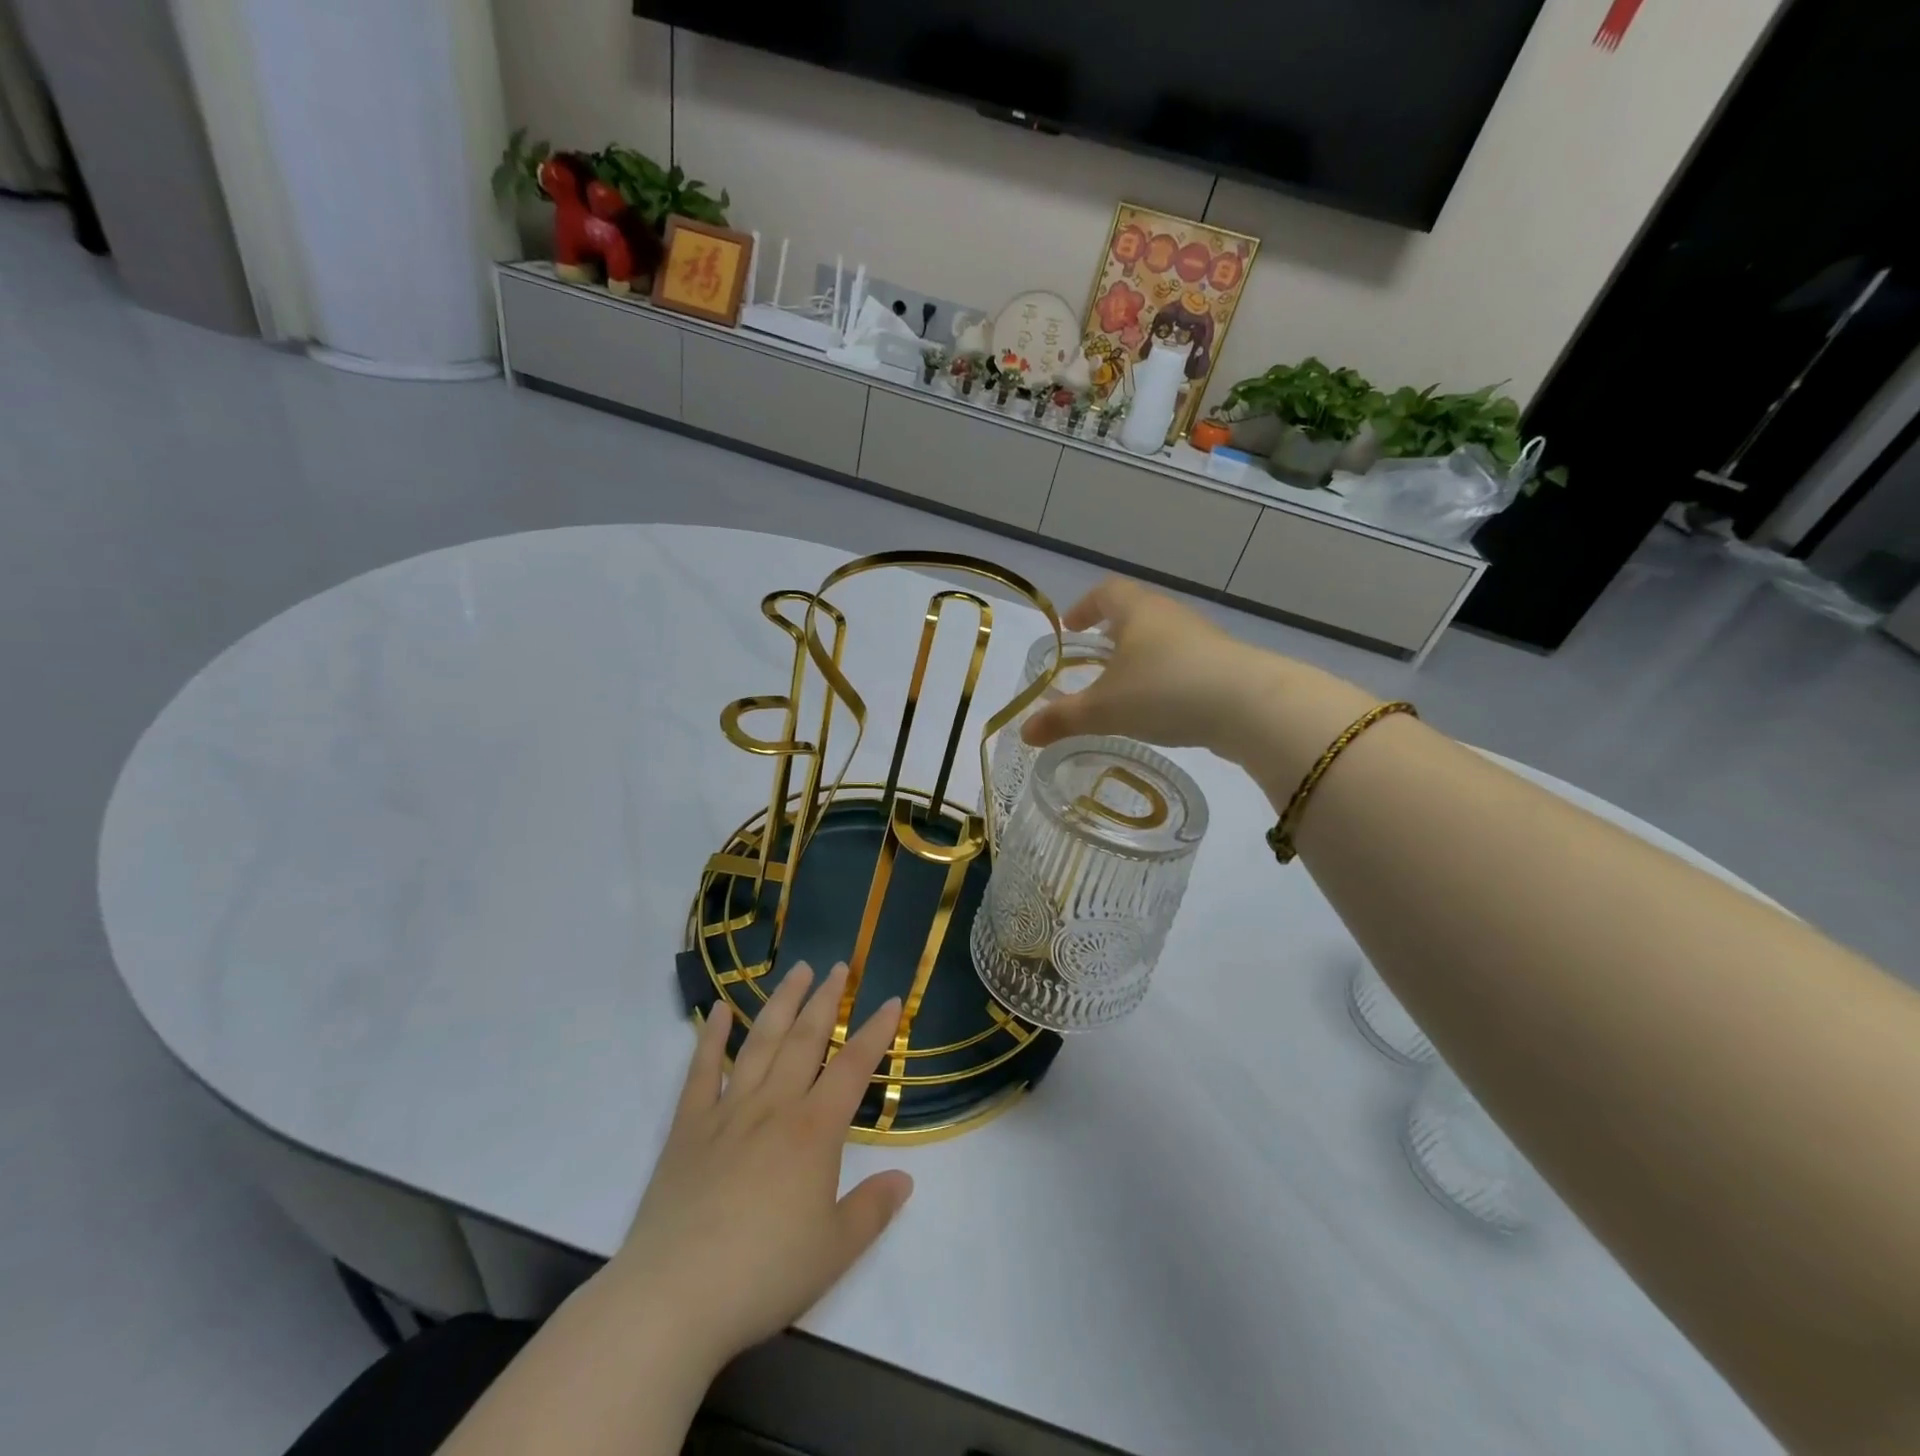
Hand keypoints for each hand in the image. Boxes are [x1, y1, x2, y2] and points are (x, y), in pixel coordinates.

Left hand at [607, 963, 912, 1374]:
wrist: (674, 1297)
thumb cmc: (764, 1274)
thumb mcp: (835, 1251)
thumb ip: (873, 1209)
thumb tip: (905, 1178)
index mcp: (814, 1130)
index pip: (854, 1066)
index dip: (876, 1032)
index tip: (892, 1001)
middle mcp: (774, 1106)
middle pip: (806, 1039)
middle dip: (826, 1000)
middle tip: (839, 967)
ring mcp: (728, 1111)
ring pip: (761, 1042)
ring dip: (781, 1003)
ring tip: (796, 970)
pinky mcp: (688, 1127)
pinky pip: (702, 1071)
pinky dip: (710, 1037)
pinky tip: (718, 1010)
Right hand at [1021, 578, 1379, 785]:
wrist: (1249, 706)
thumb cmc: (1164, 691)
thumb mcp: (1104, 709)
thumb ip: (1062, 719)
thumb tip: (1023, 732)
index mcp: (1137, 612)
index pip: (1105, 592)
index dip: (1084, 606)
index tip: (1071, 627)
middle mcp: (1170, 616)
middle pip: (1135, 613)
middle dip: (1111, 633)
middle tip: (1093, 657)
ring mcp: (1202, 640)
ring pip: (1162, 640)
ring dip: (1140, 657)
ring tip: (1124, 687)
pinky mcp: (1225, 666)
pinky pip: (1184, 663)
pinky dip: (1165, 677)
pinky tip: (1161, 706)